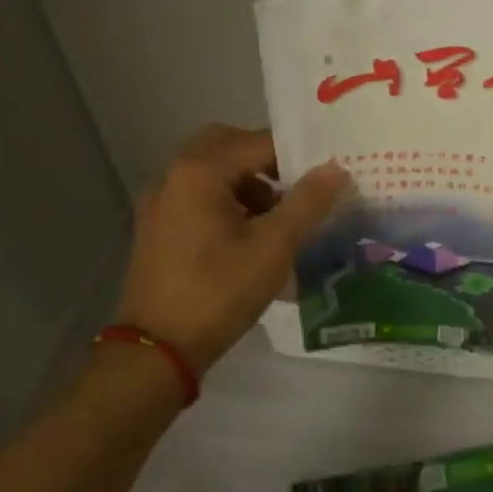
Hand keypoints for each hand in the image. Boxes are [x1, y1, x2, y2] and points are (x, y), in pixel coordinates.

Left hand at [114, 125, 347, 369]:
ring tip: (279, 218)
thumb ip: (308, 202)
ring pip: (210, 171)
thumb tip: (336, 168)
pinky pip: (197, 196)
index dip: (296, 156)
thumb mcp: (275, 246)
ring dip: (247, 182)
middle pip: (226, 146)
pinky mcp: (156, 228)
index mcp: (199, 172)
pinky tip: (249, 237)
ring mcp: (159, 203)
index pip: (258, 142)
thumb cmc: (220, 291)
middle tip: (298, 187)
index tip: (325, 175)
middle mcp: (173, 176)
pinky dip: (226, 201)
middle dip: (266, 161)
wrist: (159, 349)